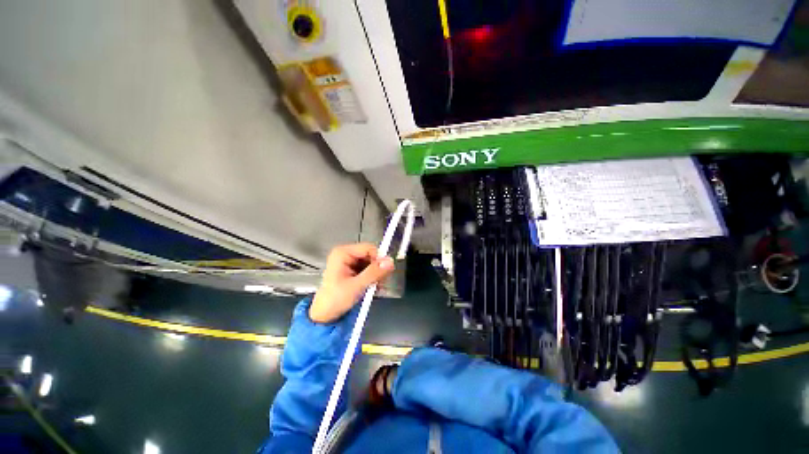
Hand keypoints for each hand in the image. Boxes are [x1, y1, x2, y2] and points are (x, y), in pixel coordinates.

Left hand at [310, 243, 394, 323]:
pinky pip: (368, 269)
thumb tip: (390, 262)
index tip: (385, 272)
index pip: (369, 248)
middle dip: (377, 268)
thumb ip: (373, 273)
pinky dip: (372, 277)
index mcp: (343, 253)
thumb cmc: (335, 300)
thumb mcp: (356, 286)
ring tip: (376, 286)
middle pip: (371, 255)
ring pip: (371, 263)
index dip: (379, 258)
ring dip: (376, 274)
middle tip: (381, 282)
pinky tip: (373, 286)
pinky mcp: (352, 270)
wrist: (324, 315)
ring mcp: (349, 262)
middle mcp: (346, 254)